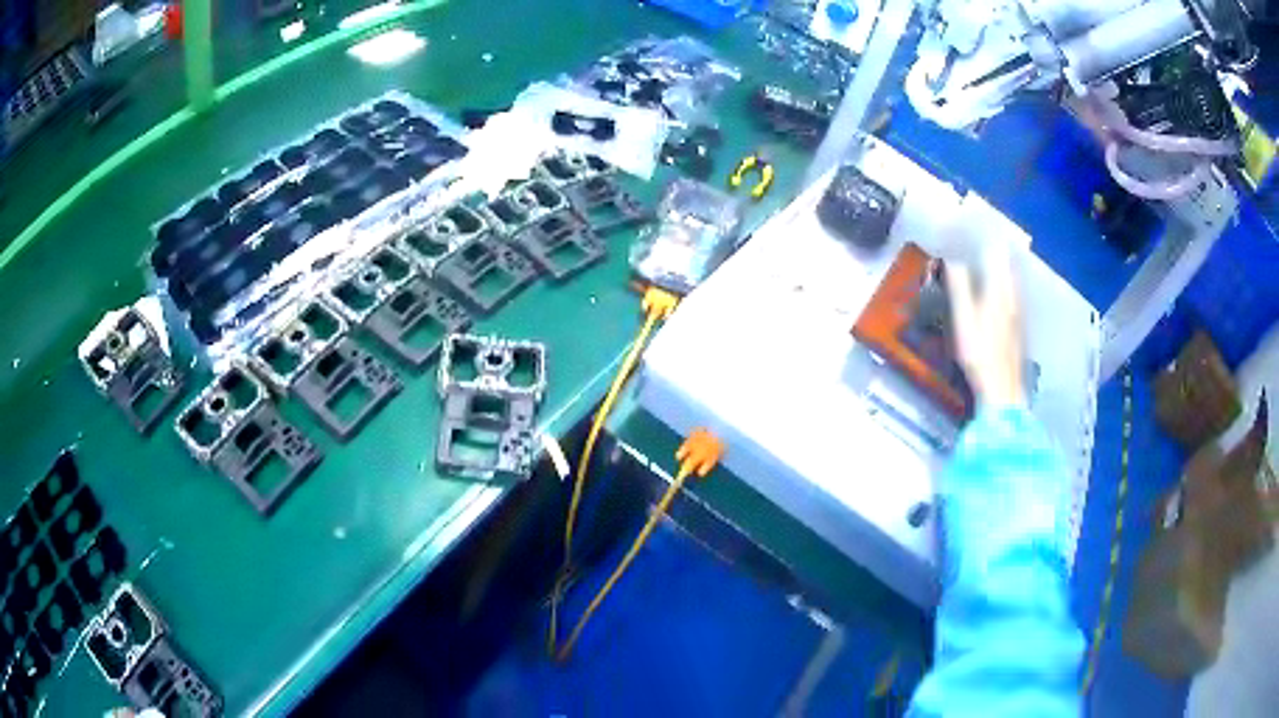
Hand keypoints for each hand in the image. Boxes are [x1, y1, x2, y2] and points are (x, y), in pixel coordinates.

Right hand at [945, 247, 1025, 408]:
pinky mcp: (1019, 327)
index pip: (996, 256)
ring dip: (1004, 267)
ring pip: (1013, 281)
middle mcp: (1012, 297)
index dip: (987, 239)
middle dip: (998, 250)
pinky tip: (1002, 291)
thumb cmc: (980, 353)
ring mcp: (1018, 313)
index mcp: (998, 291)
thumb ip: (960, 287)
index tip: (977, 227)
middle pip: (1008, 266)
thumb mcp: (964, 319)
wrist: (1003, 389)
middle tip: (986, 238)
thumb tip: (953, 259)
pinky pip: (1014, 296)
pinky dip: (1007, 285)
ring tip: (995, 257)